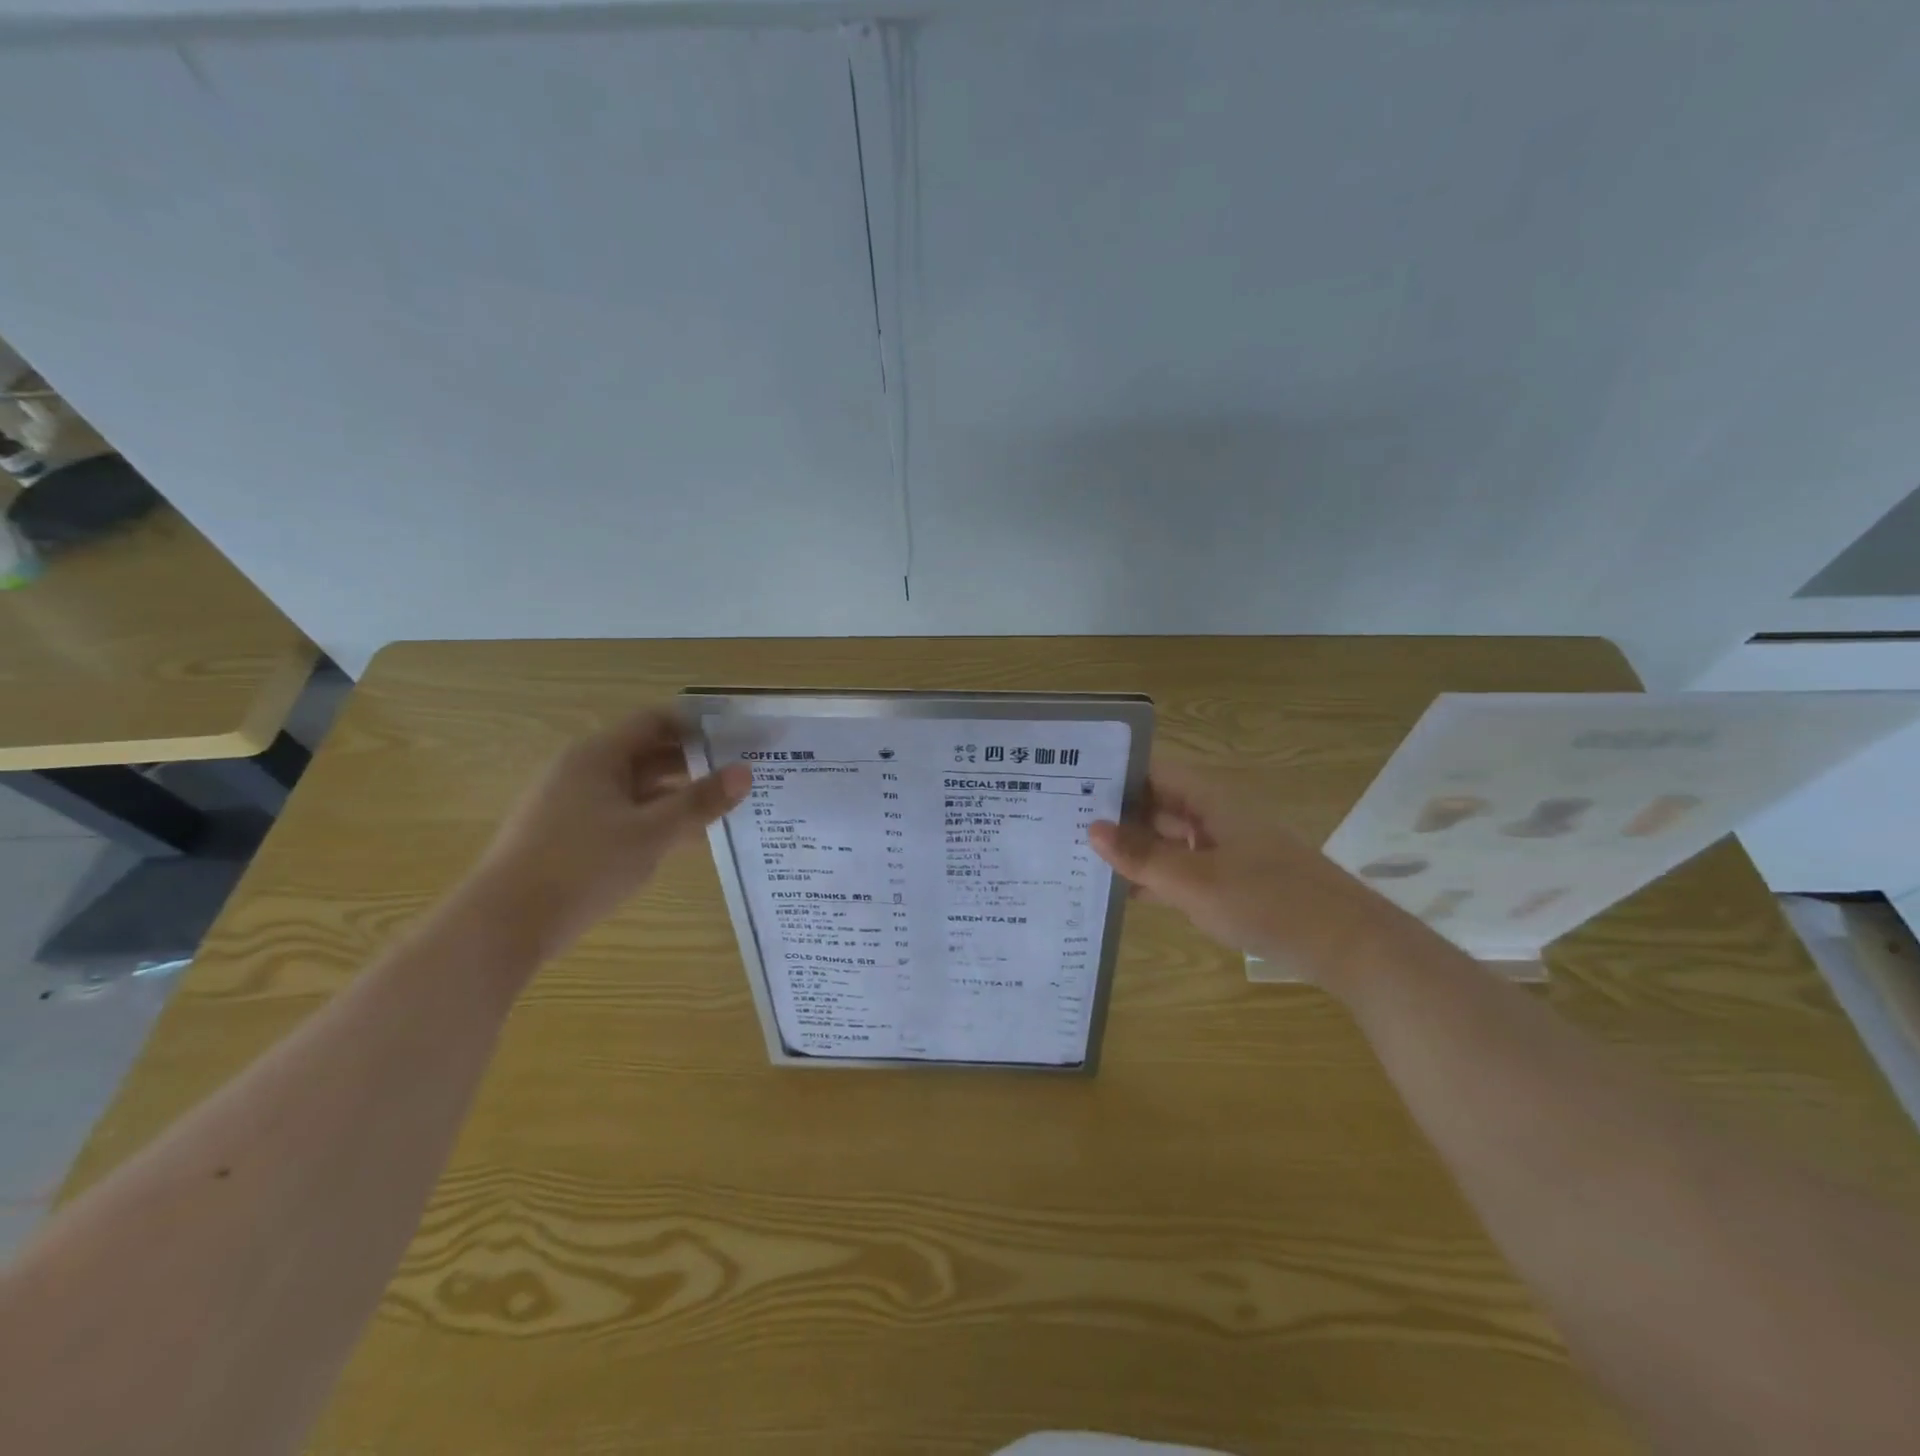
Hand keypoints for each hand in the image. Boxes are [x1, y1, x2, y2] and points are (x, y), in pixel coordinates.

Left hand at [467, 708, 750, 958]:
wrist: (504, 925)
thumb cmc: (581, 867)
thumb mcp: (651, 833)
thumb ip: (700, 802)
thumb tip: (745, 772)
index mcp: (599, 755)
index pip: (657, 722)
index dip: (698, 725)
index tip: (738, 737)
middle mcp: (584, 770)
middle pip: (649, 752)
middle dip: (695, 762)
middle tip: (741, 774)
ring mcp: (574, 803)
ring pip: (639, 787)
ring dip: (679, 794)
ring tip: (724, 807)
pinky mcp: (570, 834)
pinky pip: (624, 813)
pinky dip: (656, 819)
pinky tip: (688, 840)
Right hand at [1089, 760, 1397, 991]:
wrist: (1349, 946)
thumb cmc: (1269, 902)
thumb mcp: (1195, 882)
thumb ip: (1142, 856)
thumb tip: (1092, 829)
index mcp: (1210, 799)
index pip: (1151, 771)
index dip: (1112, 774)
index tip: (1068, 785)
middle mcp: (1216, 815)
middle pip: (1157, 803)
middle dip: (1115, 814)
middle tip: (1063, 824)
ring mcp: (1226, 847)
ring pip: (1168, 837)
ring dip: (1133, 848)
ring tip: (1082, 857)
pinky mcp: (1234, 878)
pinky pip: (1184, 866)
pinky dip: (1157, 875)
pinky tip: (1124, 893)